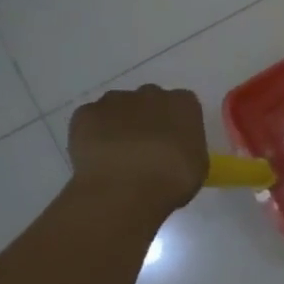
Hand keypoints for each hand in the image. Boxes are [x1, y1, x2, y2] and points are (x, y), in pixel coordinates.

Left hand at [67, 86, 207, 215]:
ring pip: (117, 107)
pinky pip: (89, 119)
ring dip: (117, 123)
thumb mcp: (197, 165)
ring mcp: (116, 101)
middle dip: (145, 119)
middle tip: (142, 149)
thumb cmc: (173, 179)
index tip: (170, 144)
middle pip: (148, 101)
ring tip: (115, 154)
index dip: (174, 125)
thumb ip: (187, 148)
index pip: (181, 105)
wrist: (126, 189)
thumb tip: (176, 152)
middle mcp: (151, 94)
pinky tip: (95, 156)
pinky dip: (90, 133)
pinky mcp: (86, 113)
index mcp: (184, 103)